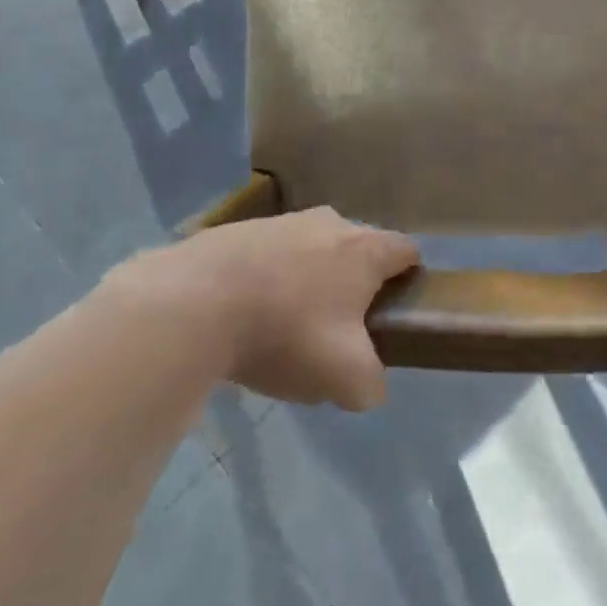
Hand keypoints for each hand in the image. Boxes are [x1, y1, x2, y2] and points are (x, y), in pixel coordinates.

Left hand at [142, 207, 418, 410]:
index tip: (399, 307)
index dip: (409, 277)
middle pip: (359, 247)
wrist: (197, 301)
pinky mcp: (242, 229)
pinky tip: (250, 313)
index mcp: (365, 249)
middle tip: (343, 326)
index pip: (406, 250)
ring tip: (290, 324)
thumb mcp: (344, 377)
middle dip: (357, 281)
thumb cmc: (286, 332)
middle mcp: (331, 223)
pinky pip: (272, 254)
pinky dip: (271, 278)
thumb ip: (371, 383)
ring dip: (311, 278)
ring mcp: (284, 221)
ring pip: (313, 248)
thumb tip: (369, 384)